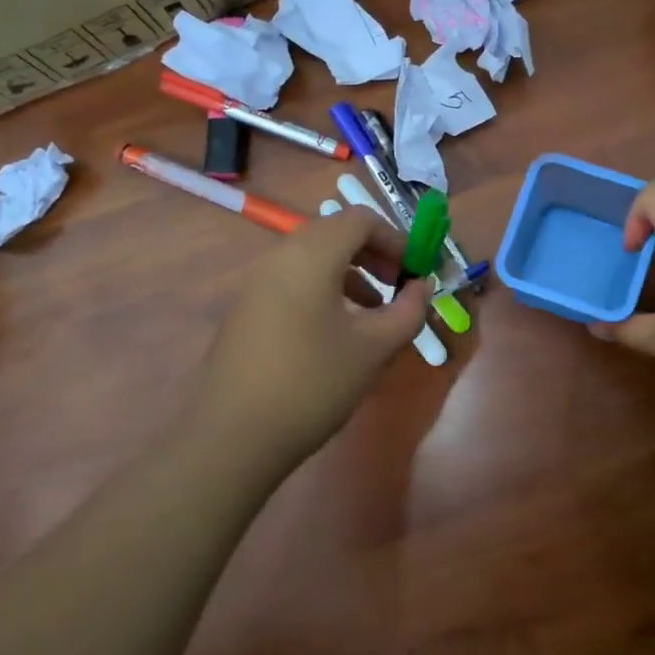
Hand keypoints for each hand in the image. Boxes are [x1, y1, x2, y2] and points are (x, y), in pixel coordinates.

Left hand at [194, 208, 434, 467]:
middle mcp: (280, 257)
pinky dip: (325, 290)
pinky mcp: (247, 309)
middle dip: (375, 254)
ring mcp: (257, 283)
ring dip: (351, 273)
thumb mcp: (373, 348)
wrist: (233, 436)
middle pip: (335, 233)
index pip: (360, 219)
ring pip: (314, 259)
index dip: (396, 239)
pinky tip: (337, 332)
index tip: (416, 271)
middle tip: (399, 286)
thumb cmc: (313, 383)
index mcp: (311, 255)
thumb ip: (407, 311)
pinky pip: (294, 281)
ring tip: (374, 313)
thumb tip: (422, 287)